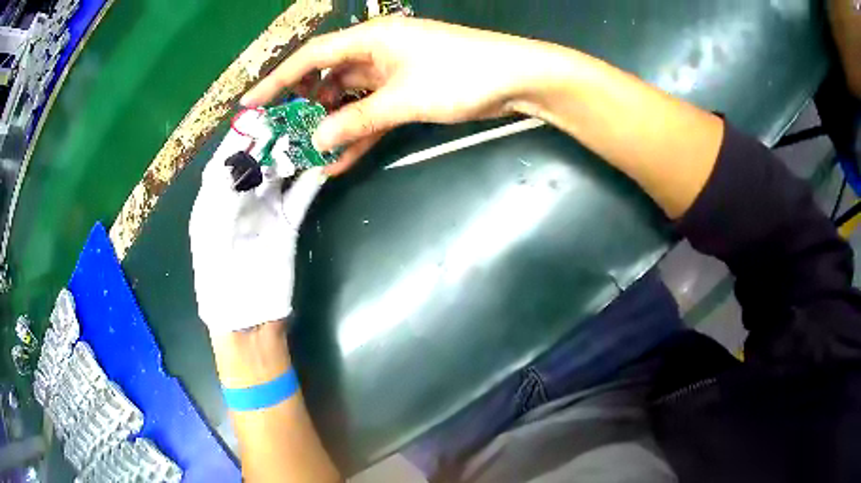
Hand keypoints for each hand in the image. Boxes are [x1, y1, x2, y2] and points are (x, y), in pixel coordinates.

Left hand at [189, 130, 326, 332]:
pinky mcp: (288, 223)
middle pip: (256, 161)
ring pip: (281, 174)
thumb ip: (222, 192)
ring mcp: (266, 209)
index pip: (227, 158)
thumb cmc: (218, 277)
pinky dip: (313, 180)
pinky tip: (324, 162)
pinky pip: (302, 196)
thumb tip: (239, 156)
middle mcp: (239, 199)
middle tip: (292, 117)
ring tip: (311, 131)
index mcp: (214, 199)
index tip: (259, 114)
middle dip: (271, 140)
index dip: (241, 137)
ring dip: (294, 154)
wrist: (246, 315)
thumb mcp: (211, 232)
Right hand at [241, 17, 564, 174]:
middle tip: (282, 135)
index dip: (277, 80)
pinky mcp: (409, 91)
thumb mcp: (402, 99)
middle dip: (304, 107)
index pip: (311, 57)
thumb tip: (316, 141)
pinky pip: (374, 112)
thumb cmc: (460, 76)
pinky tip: (341, 159)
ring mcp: (393, 72)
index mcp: (370, 39)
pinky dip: (360, 133)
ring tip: (308, 156)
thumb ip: (356, 120)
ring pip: (350, 100)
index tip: (250, 103)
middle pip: (327, 78)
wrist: (517, 79)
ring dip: (332, 127)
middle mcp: (376, 52)